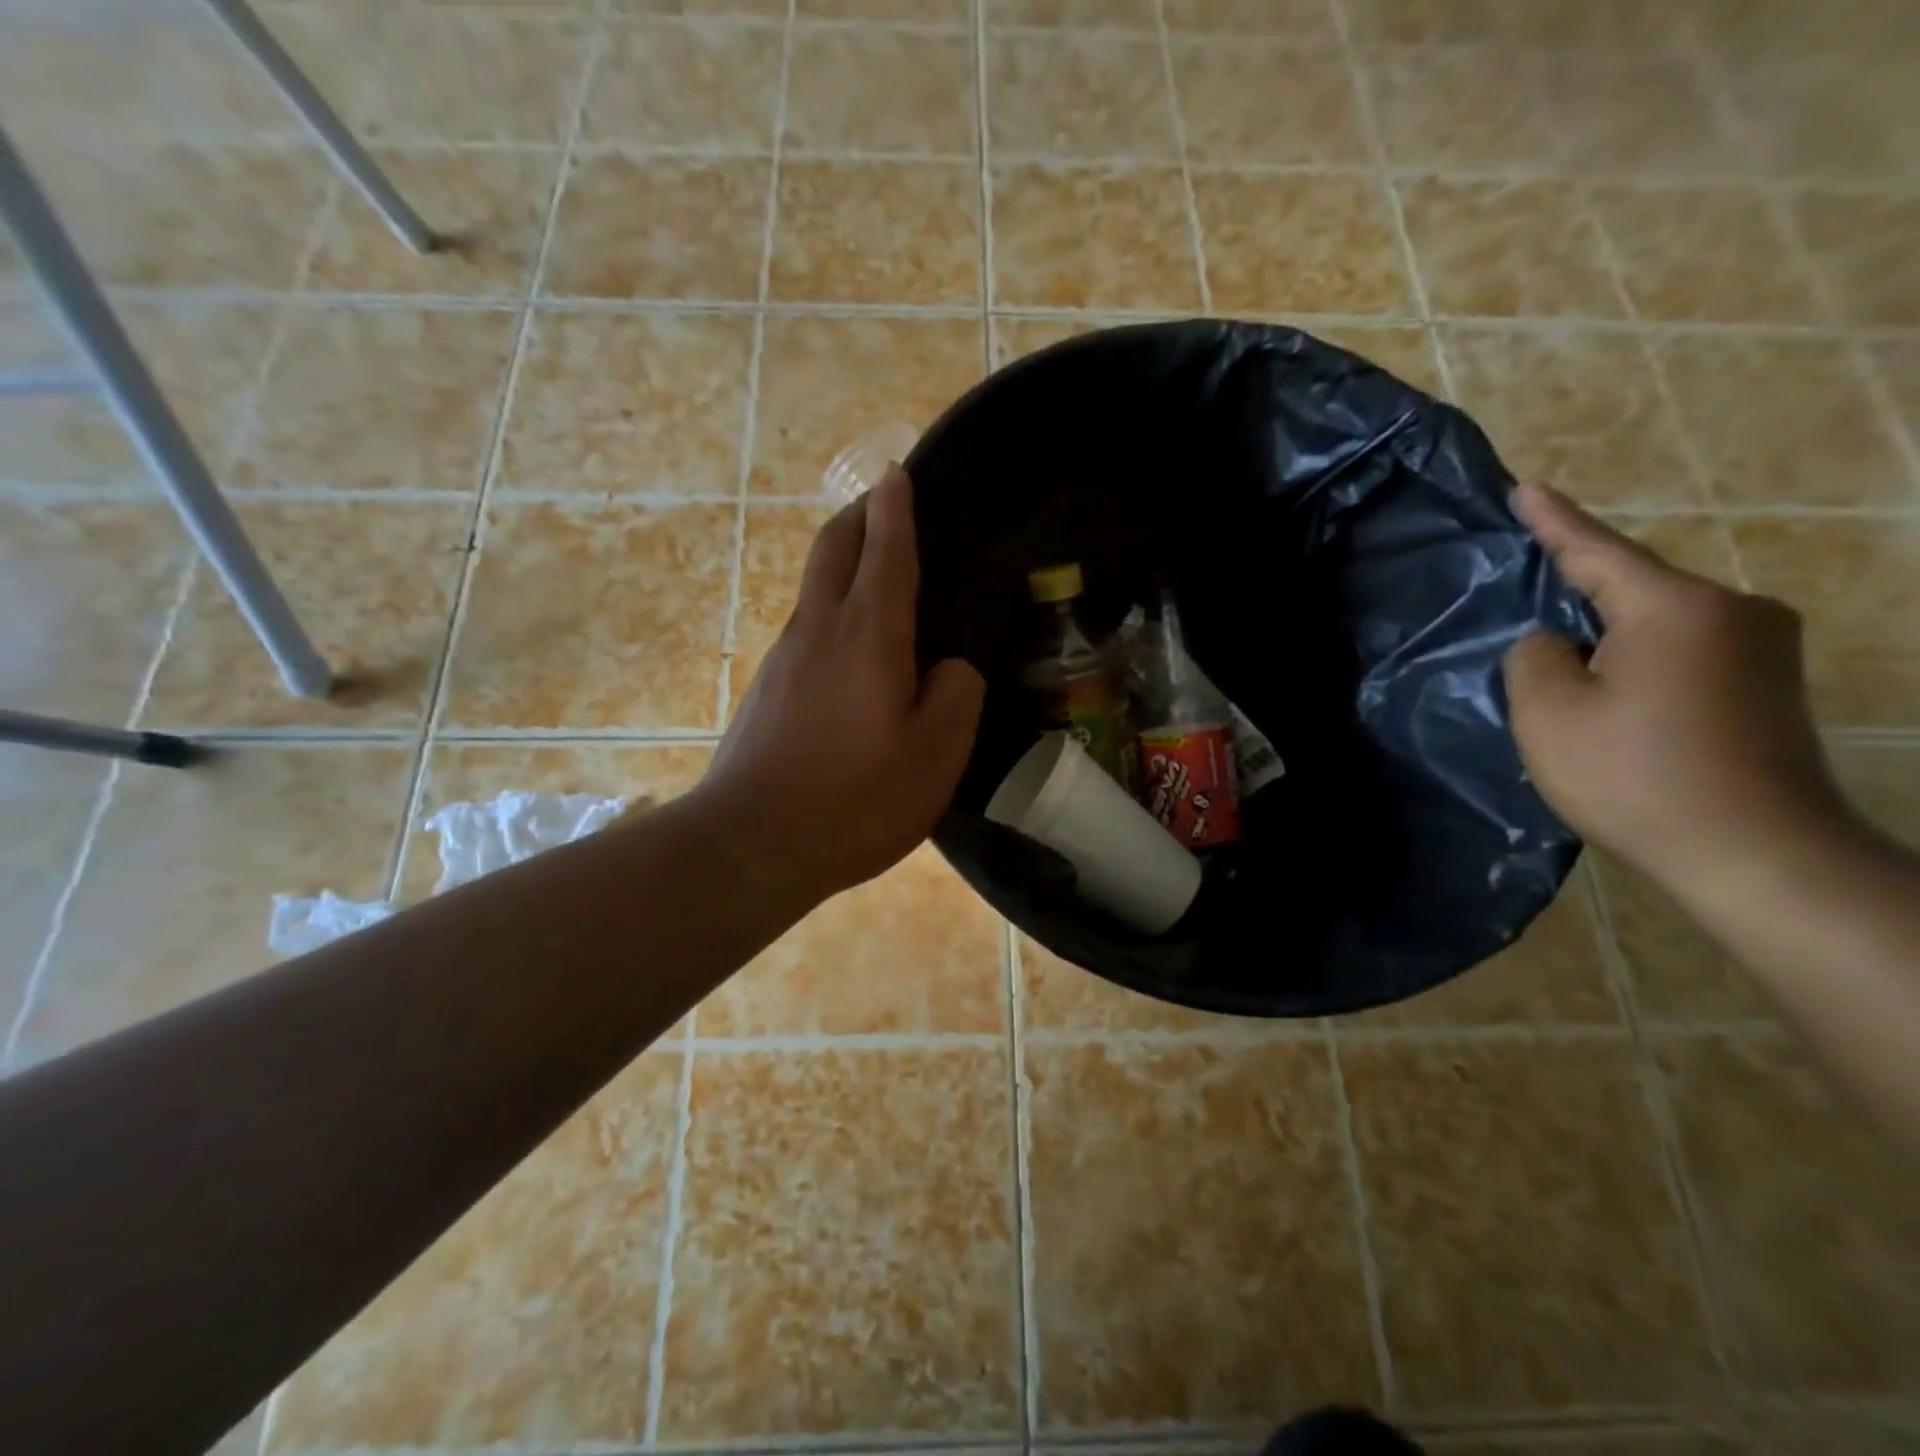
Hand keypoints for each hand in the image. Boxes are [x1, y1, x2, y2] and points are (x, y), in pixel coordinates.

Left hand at [696, 466, 985, 905]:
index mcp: (867, 635)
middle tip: (884, 502)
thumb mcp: (935, 756)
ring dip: (841, 563)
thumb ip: (955, 697)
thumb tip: (950, 668)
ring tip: (877, 574)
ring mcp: (782, 659)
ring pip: (814, 588)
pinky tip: (851, 651)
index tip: (898, 472)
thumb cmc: (854, 800)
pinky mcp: (765, 691)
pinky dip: (831, 611)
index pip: (885, 550)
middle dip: (857, 515)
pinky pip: (805, 629)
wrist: (749, 844)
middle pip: (832, 548)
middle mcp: (817, 630)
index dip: (895, 508)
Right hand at [1504, 485, 1848, 894]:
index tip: (1524, 487)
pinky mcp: (1771, 684)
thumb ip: (1533, 656)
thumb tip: (1553, 641)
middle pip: (1633, 587)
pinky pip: (1685, 649)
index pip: (1598, 551)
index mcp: (1676, 608)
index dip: (1554, 520)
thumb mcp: (1549, 713)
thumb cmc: (1635, 775)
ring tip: (1562, 659)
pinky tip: (1610, 688)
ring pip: (1659, 622)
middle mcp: (1735, 610)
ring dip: (1608, 633)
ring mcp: (1764, 648)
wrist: (1757, 853)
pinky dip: (1638, 658)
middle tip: (1527, 593)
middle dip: (1578, 591)